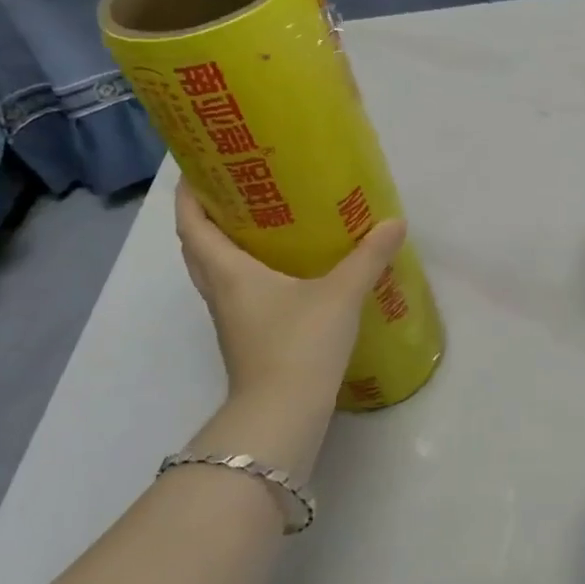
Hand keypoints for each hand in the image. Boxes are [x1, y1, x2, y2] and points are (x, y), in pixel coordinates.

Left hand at [175, 179, 404, 408]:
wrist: (283, 415)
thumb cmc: (300, 344)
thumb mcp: (341, 294)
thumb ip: (368, 257)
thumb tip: (395, 223)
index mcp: (229, 272)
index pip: (192, 225)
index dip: (189, 195)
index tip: (198, 168)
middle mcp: (221, 292)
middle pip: (197, 247)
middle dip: (204, 217)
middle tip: (233, 190)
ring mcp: (230, 320)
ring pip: (214, 272)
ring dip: (223, 246)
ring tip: (258, 223)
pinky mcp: (246, 340)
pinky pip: (235, 294)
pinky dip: (245, 273)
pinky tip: (281, 272)